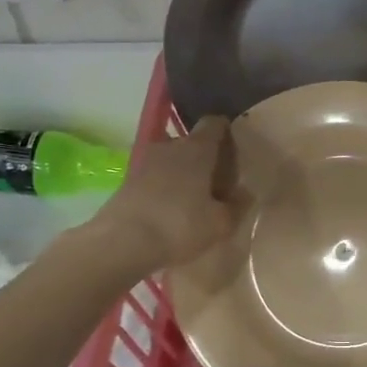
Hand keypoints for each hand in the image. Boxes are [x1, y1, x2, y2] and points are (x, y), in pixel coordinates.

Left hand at [89, 118, 242, 272]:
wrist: (121, 242)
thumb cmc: (179, 225)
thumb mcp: (220, 223)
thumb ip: (236, 206)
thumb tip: (245, 193)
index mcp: (197, 149)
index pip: (214, 123)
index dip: (225, 131)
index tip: (234, 148)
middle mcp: (170, 147)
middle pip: (191, 142)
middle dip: (204, 157)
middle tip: (217, 181)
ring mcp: (145, 162)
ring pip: (171, 160)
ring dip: (182, 173)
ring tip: (193, 198)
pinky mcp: (127, 181)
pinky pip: (155, 177)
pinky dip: (164, 187)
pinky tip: (170, 211)